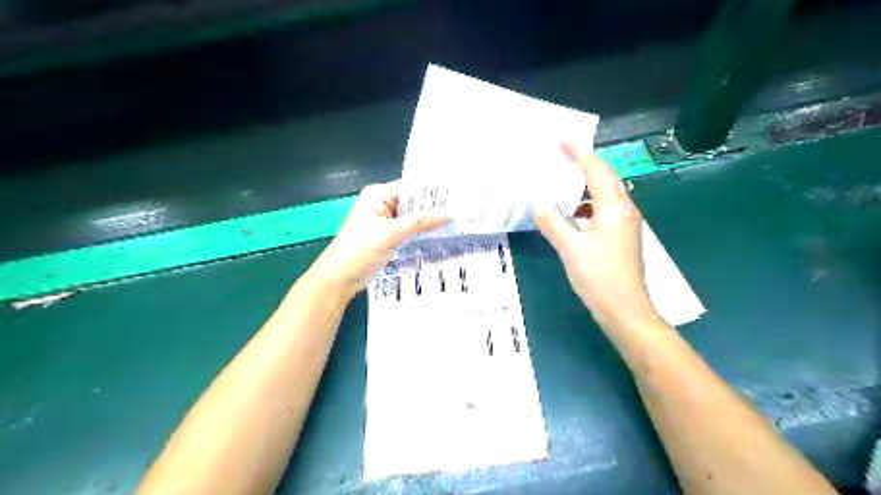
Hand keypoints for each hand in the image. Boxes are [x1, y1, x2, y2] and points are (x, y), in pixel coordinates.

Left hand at [309, 181, 447, 297]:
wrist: (340, 277)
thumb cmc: (360, 249)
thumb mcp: (392, 233)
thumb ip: (421, 222)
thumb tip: (449, 213)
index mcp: (378, 195)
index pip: (411, 188)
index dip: (432, 192)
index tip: (456, 196)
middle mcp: (382, 204)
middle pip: (413, 203)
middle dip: (433, 208)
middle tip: (461, 210)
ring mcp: (385, 222)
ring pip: (412, 218)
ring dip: (429, 222)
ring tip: (456, 221)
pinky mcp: (388, 238)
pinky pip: (409, 231)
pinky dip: (421, 233)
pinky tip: (440, 235)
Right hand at [530, 143, 651, 328]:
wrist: (625, 310)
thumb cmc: (599, 278)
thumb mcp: (571, 249)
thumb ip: (553, 224)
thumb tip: (537, 203)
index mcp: (614, 209)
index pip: (597, 171)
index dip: (579, 153)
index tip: (562, 141)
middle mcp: (624, 211)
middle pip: (606, 179)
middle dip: (585, 164)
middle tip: (561, 157)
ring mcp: (625, 224)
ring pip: (605, 195)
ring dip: (585, 186)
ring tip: (562, 182)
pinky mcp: (621, 237)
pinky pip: (604, 210)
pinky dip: (587, 205)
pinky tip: (572, 214)